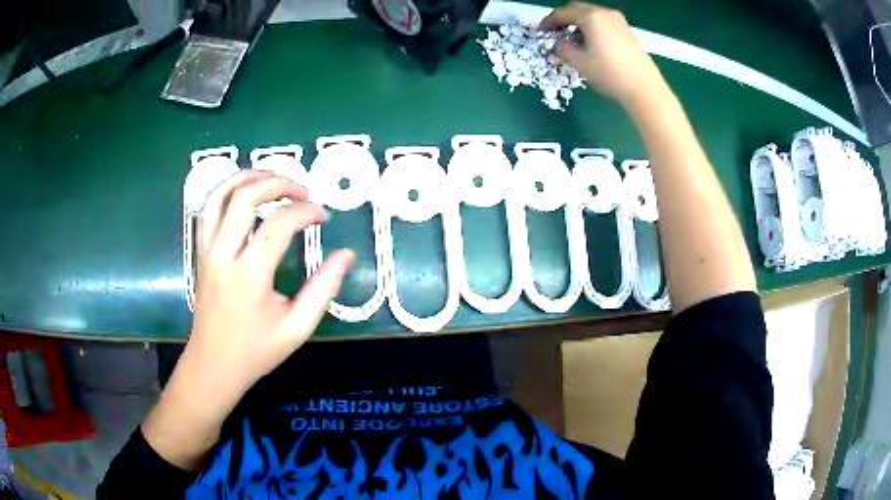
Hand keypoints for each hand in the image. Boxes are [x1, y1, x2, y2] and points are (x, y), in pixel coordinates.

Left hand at [143, 170, 354, 469]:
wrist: (213, 366)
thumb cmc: (255, 352)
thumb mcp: (297, 328)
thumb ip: (324, 289)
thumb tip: (346, 255)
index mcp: (249, 276)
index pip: (279, 224)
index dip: (306, 212)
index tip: (323, 217)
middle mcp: (223, 255)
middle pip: (245, 196)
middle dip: (278, 182)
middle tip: (302, 190)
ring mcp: (206, 250)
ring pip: (220, 195)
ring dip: (248, 177)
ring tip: (274, 178)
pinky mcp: (200, 252)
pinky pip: (208, 209)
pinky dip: (227, 191)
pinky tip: (244, 193)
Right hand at [540, 3, 665, 106]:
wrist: (644, 88)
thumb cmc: (609, 73)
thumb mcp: (579, 63)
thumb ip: (564, 49)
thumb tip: (560, 44)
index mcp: (591, 17)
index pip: (563, 13)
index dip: (549, 20)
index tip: (541, 30)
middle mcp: (605, 14)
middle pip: (579, 9)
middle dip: (564, 18)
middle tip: (555, 31)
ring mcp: (619, 22)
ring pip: (593, 15)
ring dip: (579, 23)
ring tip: (572, 39)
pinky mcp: (628, 32)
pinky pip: (604, 23)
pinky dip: (593, 28)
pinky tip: (591, 43)